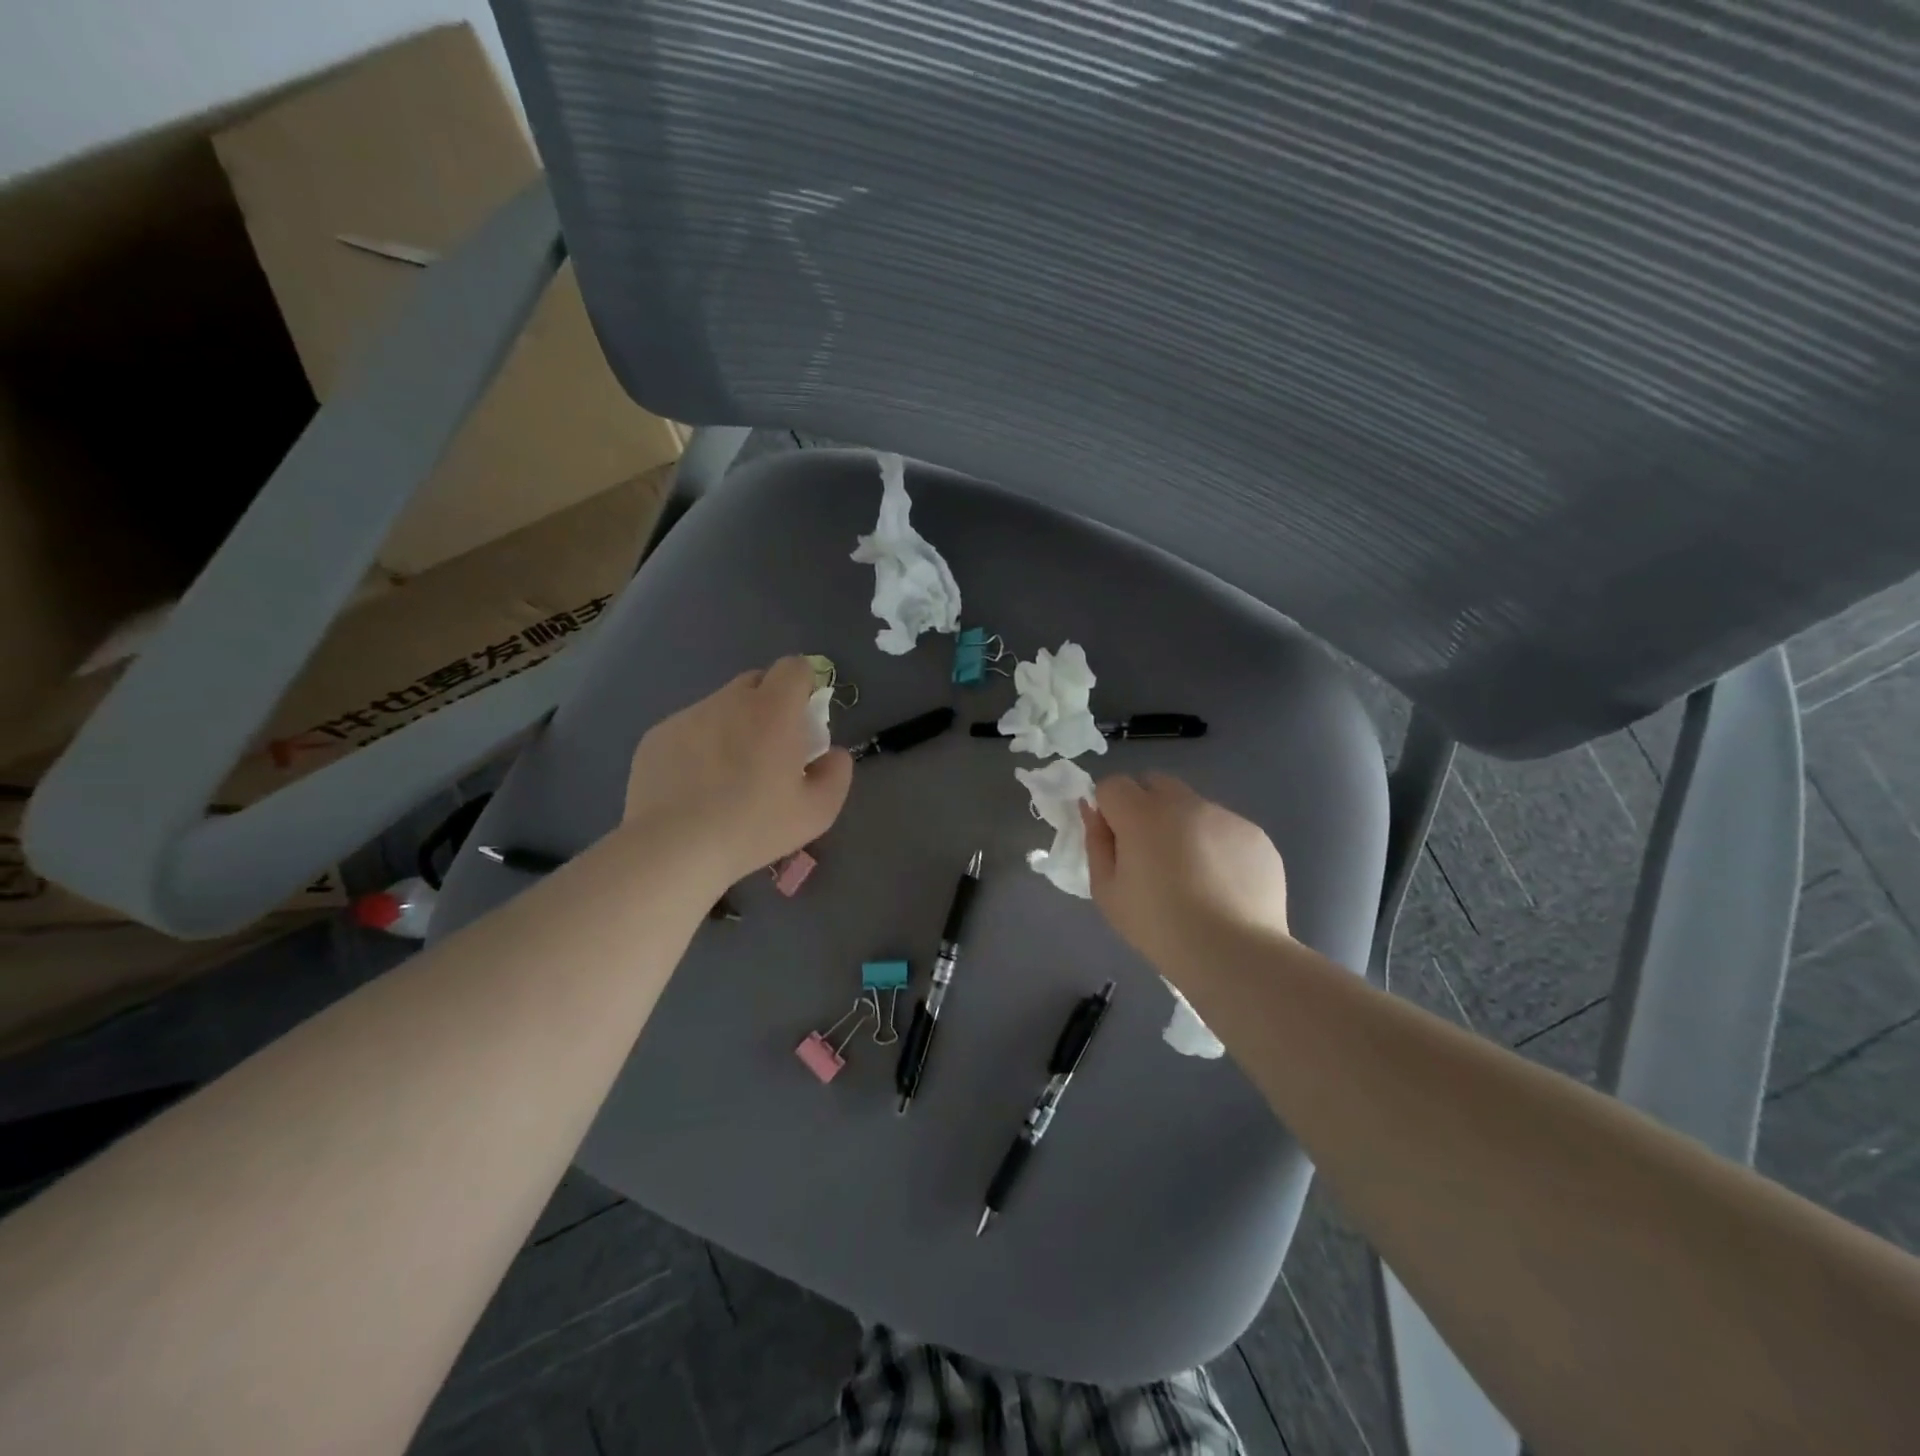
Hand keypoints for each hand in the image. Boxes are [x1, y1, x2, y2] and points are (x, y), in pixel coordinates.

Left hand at [622, 656, 852, 887]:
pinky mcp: (657, 735)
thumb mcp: (817, 812)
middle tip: (769, 750)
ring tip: (726, 776)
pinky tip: (695, 786)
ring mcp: (688, 716)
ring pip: (720, 706)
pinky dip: (699, 746)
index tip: (803, 719)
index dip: (803, 686)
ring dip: (732, 726)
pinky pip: (689, 728)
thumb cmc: (753, 827)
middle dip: (769, 704)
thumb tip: (833, 754)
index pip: (794, 667)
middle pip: (756, 682)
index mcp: (773, 711)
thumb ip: (836, 773)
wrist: (673, 848)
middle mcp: (729, 701)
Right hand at [1081, 773, 1290, 970]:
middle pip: (1154, 783)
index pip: (1113, 785)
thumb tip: (1092, 810)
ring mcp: (1224, 815)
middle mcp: (1184, 803)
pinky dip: (1217, 847)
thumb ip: (1095, 842)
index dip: (1109, 810)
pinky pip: (1225, 829)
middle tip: (1149, 853)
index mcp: (1142, 814)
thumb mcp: (1107, 892)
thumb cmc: (1158, 926)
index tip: (1116, 842)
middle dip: (1145, 806)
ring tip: (1193, 877)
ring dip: (1183, 826)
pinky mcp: (1255, 834)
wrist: (1233, 954)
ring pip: (1192, 806)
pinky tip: (1222, 886)